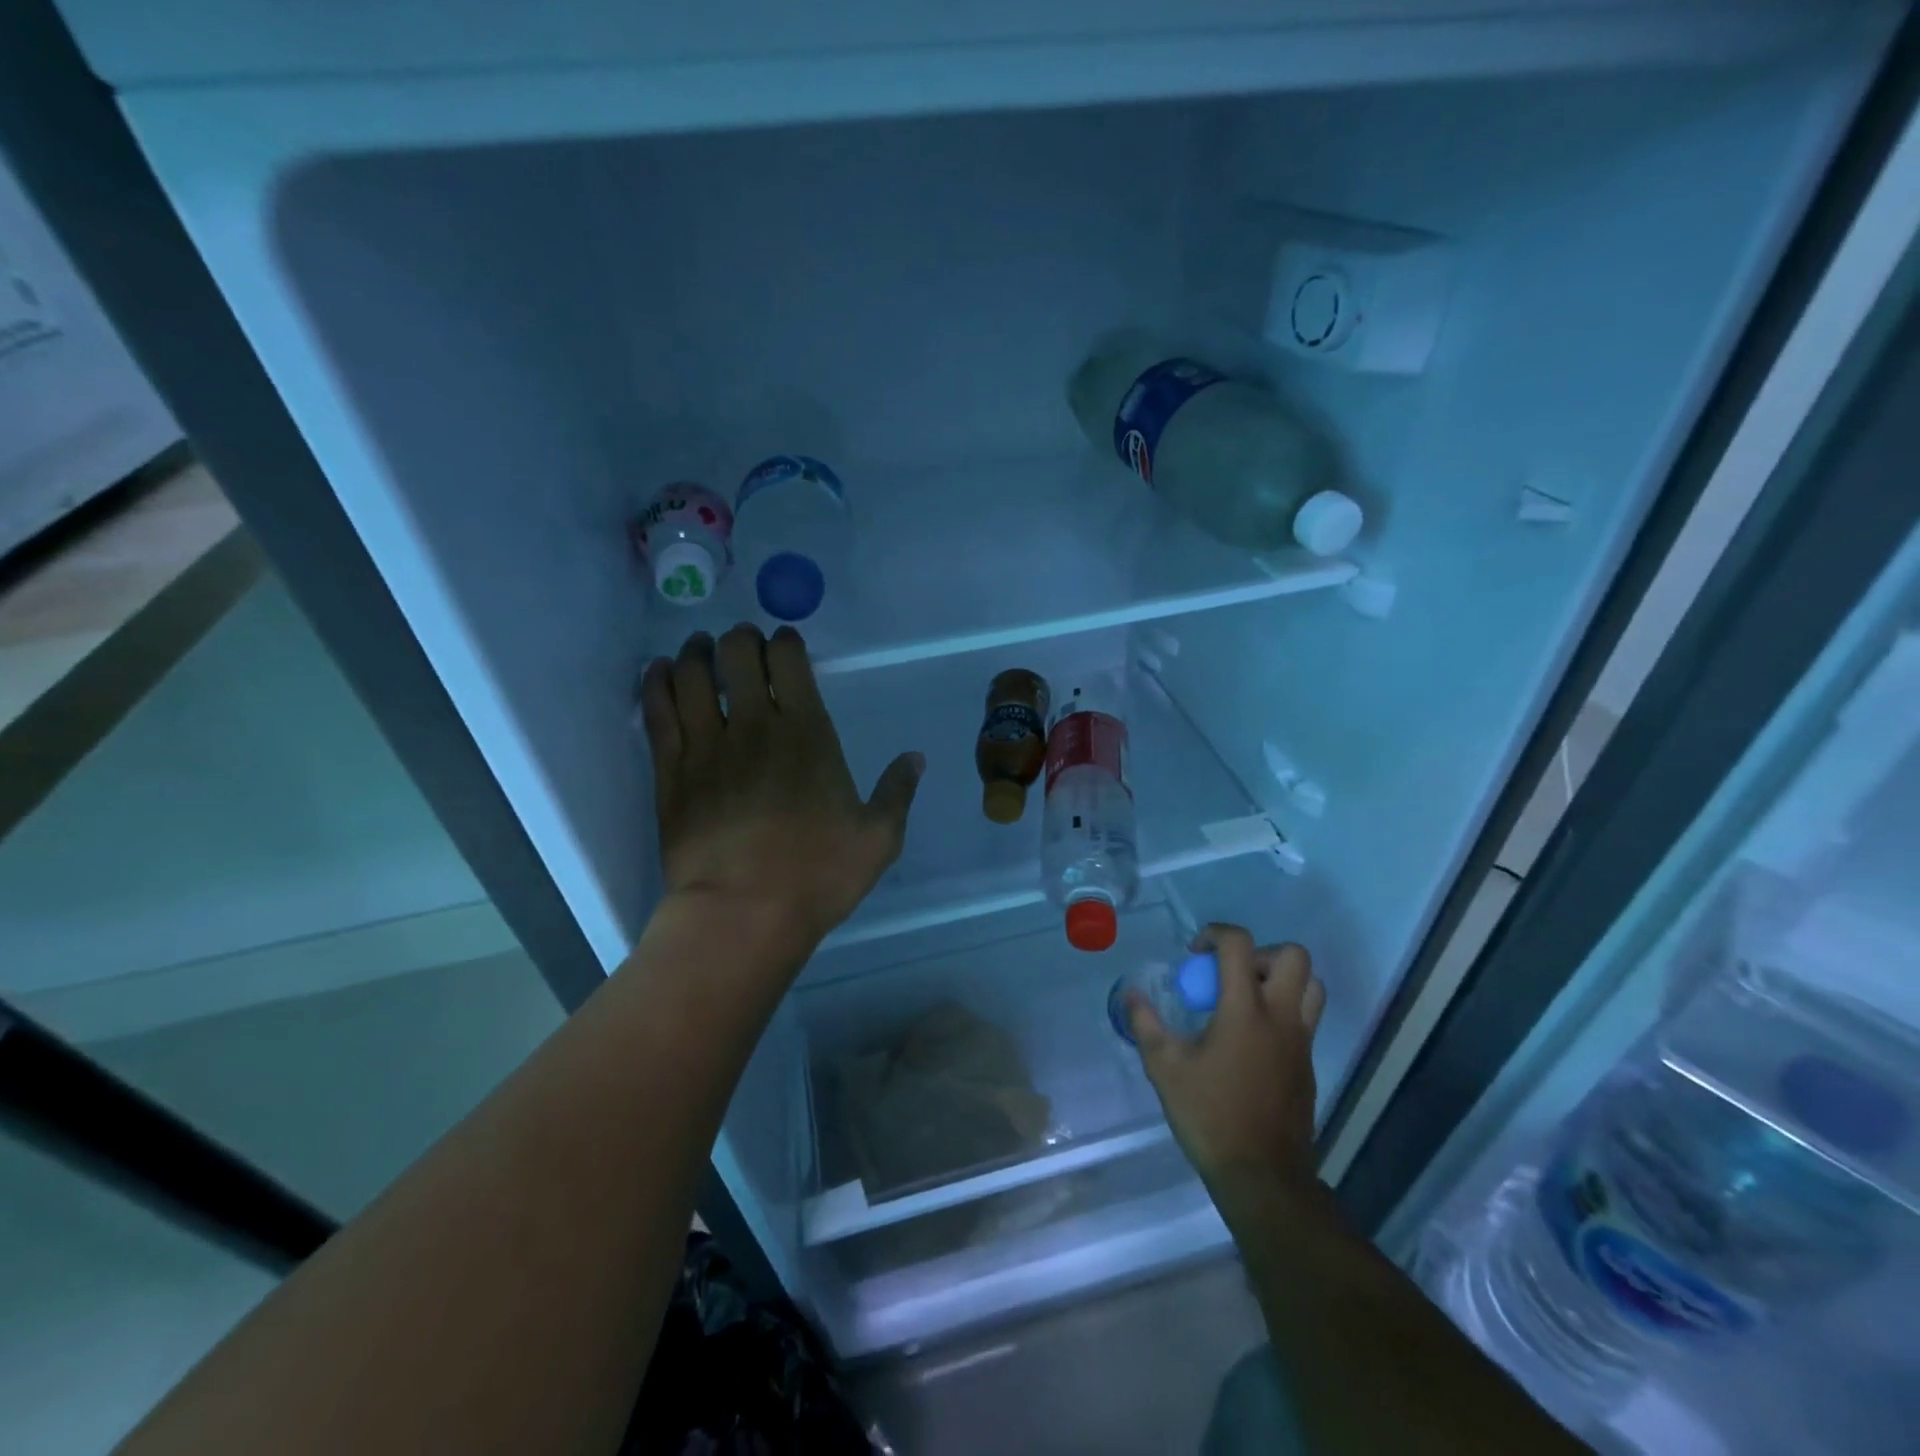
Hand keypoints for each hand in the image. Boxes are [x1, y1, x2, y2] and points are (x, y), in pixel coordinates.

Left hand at [638, 625, 922, 955]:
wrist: (741, 915)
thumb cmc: (817, 875)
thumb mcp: (878, 838)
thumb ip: (897, 792)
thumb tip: (915, 758)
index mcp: (806, 733)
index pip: (788, 660)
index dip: (785, 640)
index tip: (785, 641)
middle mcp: (753, 726)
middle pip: (736, 655)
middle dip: (740, 639)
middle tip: (742, 643)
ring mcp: (705, 747)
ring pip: (691, 675)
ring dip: (695, 653)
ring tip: (699, 649)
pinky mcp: (670, 773)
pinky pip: (657, 712)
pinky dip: (656, 683)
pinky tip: (658, 671)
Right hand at [1128, 926, 1325, 1210]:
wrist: (1262, 1176)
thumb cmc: (1209, 1116)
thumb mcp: (1165, 1068)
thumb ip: (1146, 1025)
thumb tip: (1131, 994)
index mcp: (1244, 1011)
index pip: (1240, 945)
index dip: (1216, 934)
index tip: (1195, 953)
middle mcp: (1281, 1017)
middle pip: (1294, 956)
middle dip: (1260, 952)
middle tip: (1231, 974)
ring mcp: (1301, 1042)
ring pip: (1312, 986)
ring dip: (1282, 979)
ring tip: (1248, 998)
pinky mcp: (1309, 1065)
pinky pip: (1307, 1018)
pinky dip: (1284, 1011)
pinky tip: (1252, 1038)